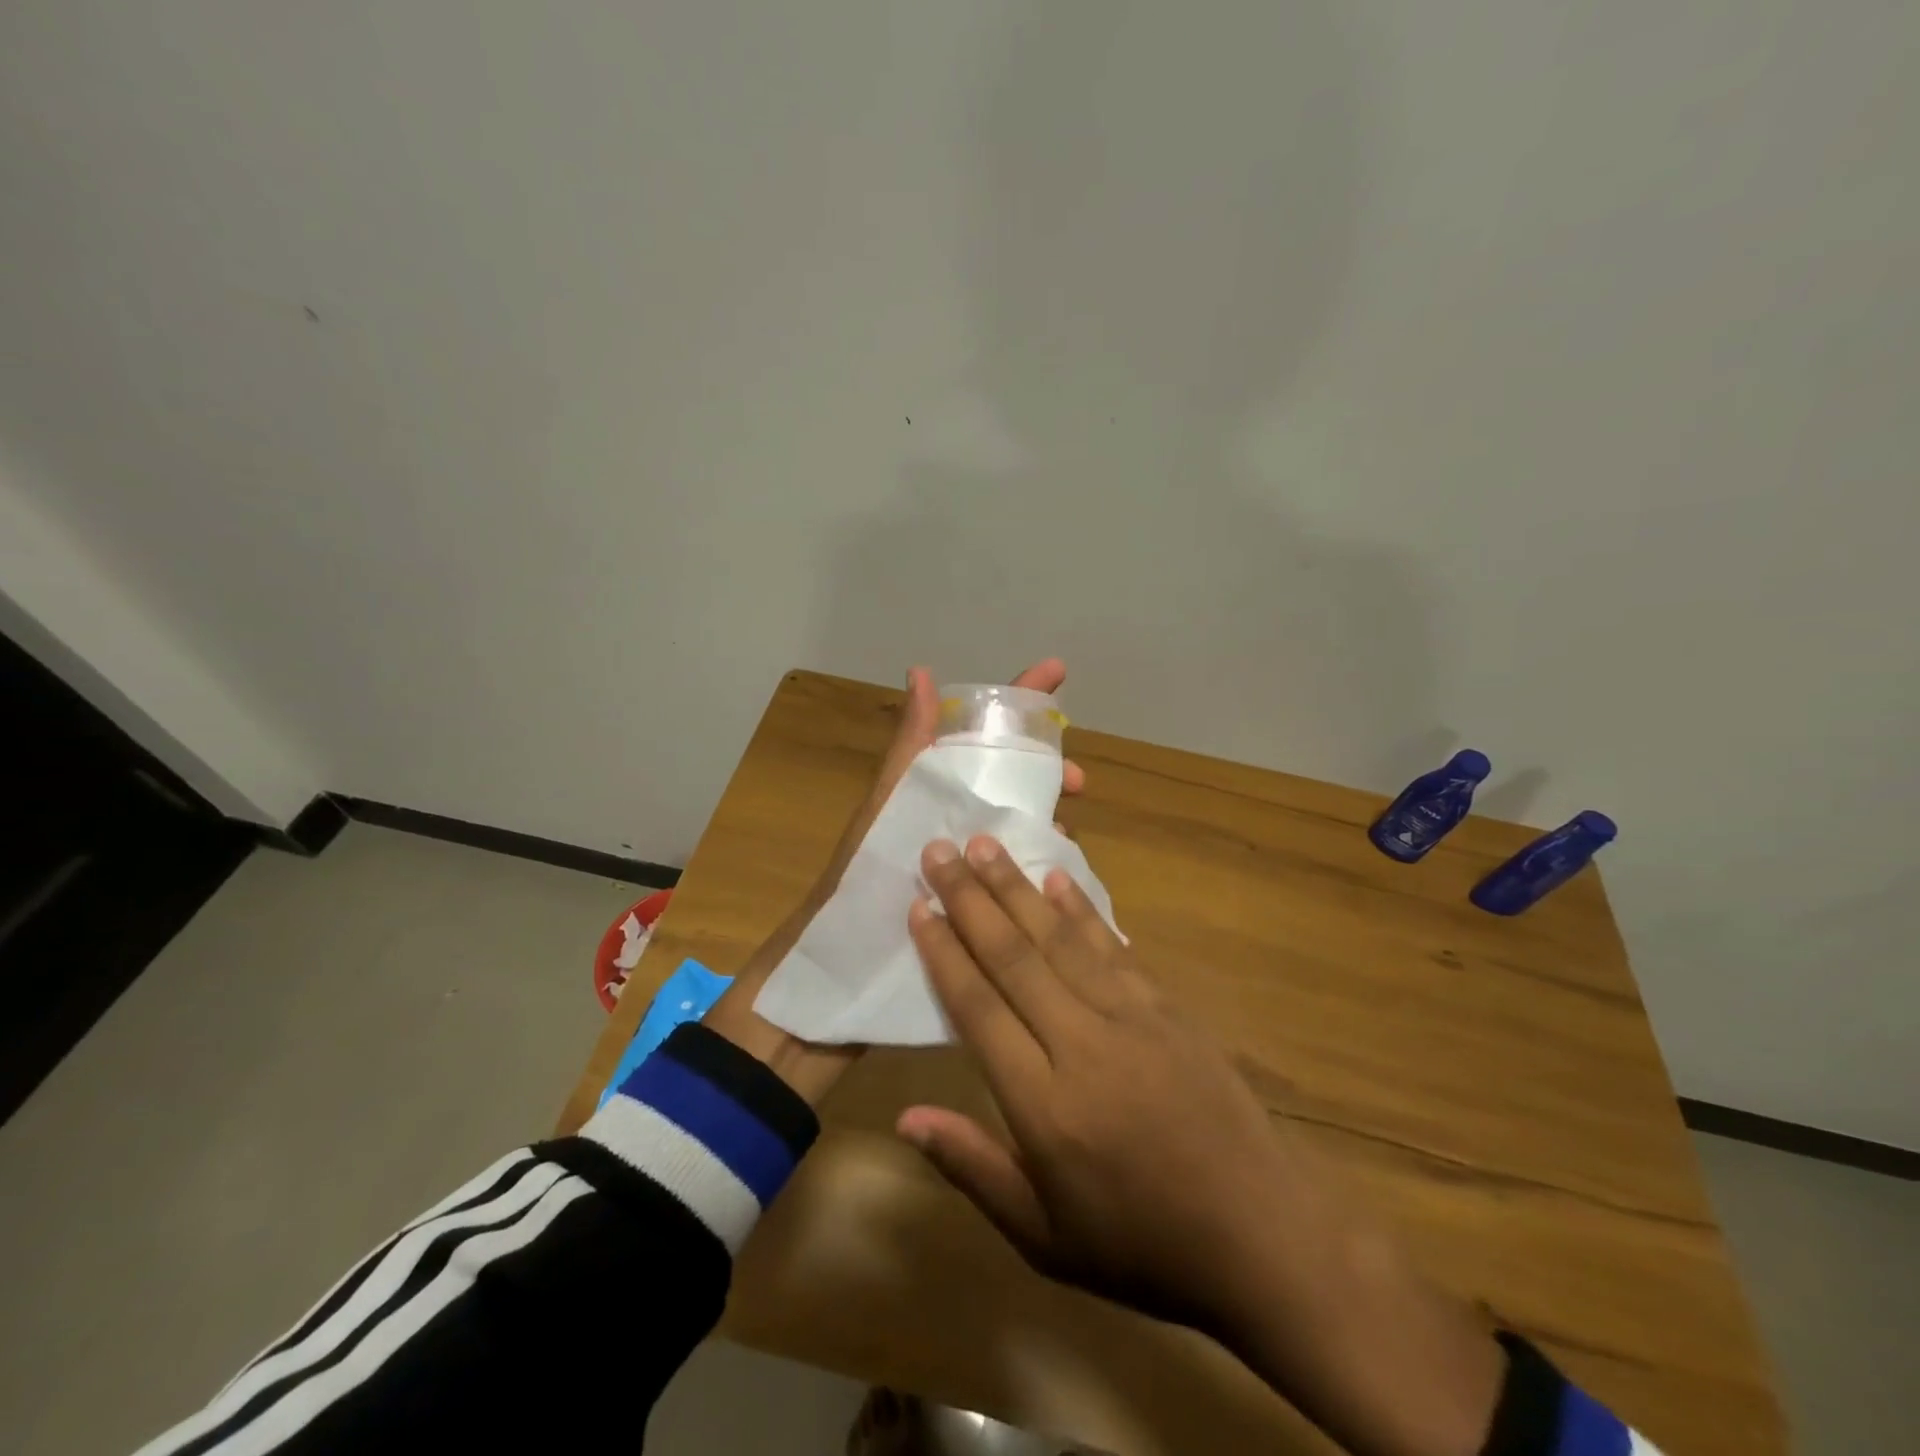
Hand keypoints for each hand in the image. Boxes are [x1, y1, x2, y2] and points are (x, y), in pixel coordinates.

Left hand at [703, 661, 1083, 1105]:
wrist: (841, 970)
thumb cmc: (862, 881)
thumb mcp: (887, 808)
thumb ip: (908, 748)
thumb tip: (921, 671)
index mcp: (934, 790)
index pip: (983, 732)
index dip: (1021, 700)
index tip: (1058, 673)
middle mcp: (954, 821)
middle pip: (1013, 781)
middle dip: (1048, 771)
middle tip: (1078, 785)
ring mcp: (967, 864)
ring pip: (1021, 828)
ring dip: (1050, 821)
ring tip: (1070, 835)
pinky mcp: (976, 906)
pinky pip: (1018, 876)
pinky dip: (1042, 868)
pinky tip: (1063, 882)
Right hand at [901, 835, 1505, 1455]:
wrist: (1261, 1235)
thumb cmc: (1141, 1244)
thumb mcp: (1043, 1237)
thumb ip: (973, 1167)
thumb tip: (906, 1116)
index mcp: (1045, 1104)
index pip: (979, 1008)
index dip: (945, 952)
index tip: (919, 905)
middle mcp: (1083, 1044)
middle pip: (1015, 956)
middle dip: (971, 898)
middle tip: (940, 848)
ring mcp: (1132, 1017)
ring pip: (1061, 938)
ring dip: (1019, 888)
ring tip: (986, 845)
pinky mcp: (1168, 1007)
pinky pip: (1114, 946)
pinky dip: (1082, 909)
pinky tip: (1058, 877)